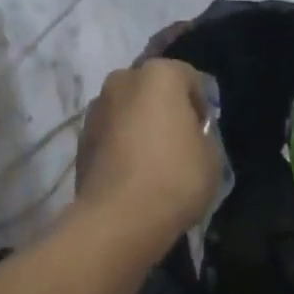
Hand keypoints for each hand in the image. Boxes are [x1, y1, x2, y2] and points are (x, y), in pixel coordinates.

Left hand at [76, 59, 220, 246]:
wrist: (117, 219)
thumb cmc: (174, 178)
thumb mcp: (212, 156)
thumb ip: (202, 133)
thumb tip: (188, 133)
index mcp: (159, 74)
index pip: (190, 78)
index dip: (202, 105)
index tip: (205, 133)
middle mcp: (123, 79)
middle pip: (153, 89)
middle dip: (165, 109)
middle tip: (179, 143)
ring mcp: (97, 107)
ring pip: (128, 109)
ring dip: (139, 125)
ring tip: (152, 161)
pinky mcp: (81, 137)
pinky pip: (111, 133)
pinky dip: (121, 144)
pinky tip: (132, 173)